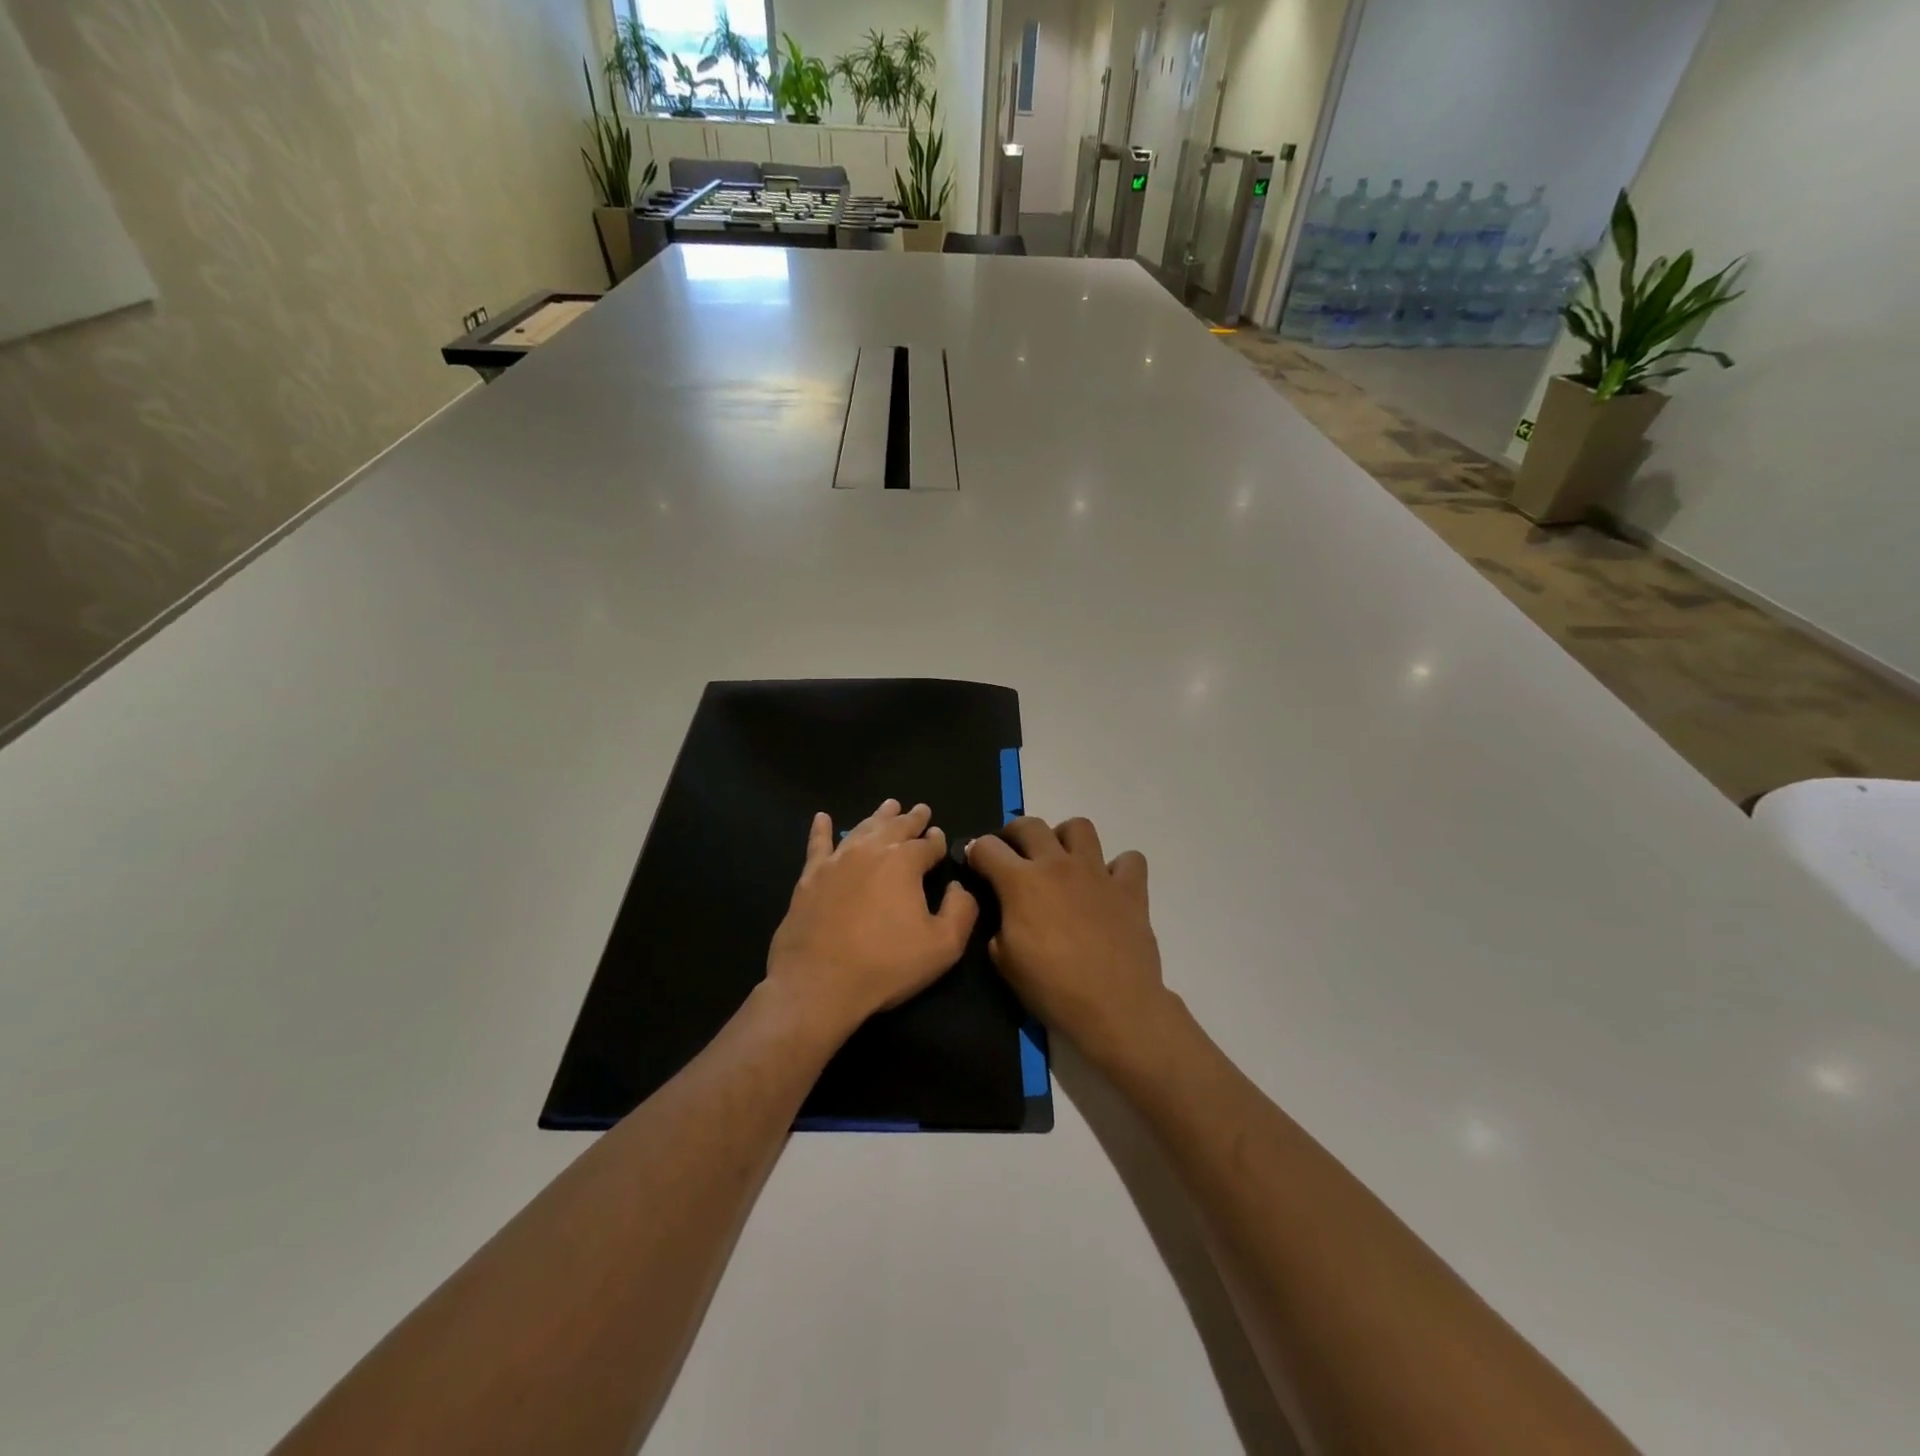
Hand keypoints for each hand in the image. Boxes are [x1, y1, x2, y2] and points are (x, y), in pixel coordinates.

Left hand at [766, 800, 978, 1038]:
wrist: (818, 982)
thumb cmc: (886, 965)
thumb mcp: (943, 945)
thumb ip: (961, 910)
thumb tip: (959, 887)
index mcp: (905, 863)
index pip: (927, 844)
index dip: (937, 840)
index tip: (939, 835)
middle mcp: (871, 851)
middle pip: (896, 827)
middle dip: (911, 819)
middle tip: (920, 810)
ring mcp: (837, 861)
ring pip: (862, 828)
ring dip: (878, 817)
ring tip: (889, 806)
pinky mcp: (810, 877)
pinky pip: (818, 845)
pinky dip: (822, 829)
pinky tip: (822, 818)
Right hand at [966, 817, 1170, 1058]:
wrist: (1114, 1007)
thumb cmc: (1052, 987)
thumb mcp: (1004, 960)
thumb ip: (997, 924)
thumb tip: (1003, 911)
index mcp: (1021, 882)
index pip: (987, 847)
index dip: (975, 852)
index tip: (974, 862)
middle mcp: (1058, 865)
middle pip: (1030, 825)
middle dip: (1013, 833)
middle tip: (1013, 854)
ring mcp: (1097, 872)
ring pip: (1080, 827)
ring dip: (1065, 838)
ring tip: (1062, 860)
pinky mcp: (1130, 888)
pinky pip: (1128, 860)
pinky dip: (1117, 867)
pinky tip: (1108, 886)